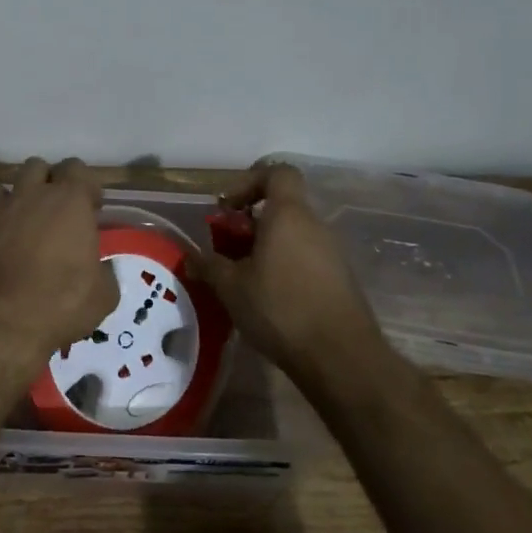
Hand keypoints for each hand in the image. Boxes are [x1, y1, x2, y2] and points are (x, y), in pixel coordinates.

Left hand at [0, 158, 119, 381]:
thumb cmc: (59, 305)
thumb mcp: (103, 296)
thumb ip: (104, 272)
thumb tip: (99, 268)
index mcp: (70, 201)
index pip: (78, 169)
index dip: (86, 187)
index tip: (92, 209)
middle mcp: (34, 194)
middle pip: (41, 167)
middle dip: (51, 182)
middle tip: (59, 212)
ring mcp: (2, 207)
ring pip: (11, 180)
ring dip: (22, 193)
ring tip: (28, 219)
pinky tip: (2, 233)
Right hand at [195, 163, 392, 387]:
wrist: (342, 359)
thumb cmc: (281, 309)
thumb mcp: (231, 287)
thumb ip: (208, 266)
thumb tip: (190, 258)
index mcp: (289, 215)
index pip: (277, 173)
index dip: (250, 181)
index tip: (228, 208)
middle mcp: (315, 225)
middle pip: (281, 207)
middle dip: (250, 223)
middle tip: (227, 250)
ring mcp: (332, 253)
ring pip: (293, 235)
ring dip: (266, 247)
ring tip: (243, 278)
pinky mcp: (341, 279)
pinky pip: (306, 258)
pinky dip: (285, 267)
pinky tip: (269, 299)